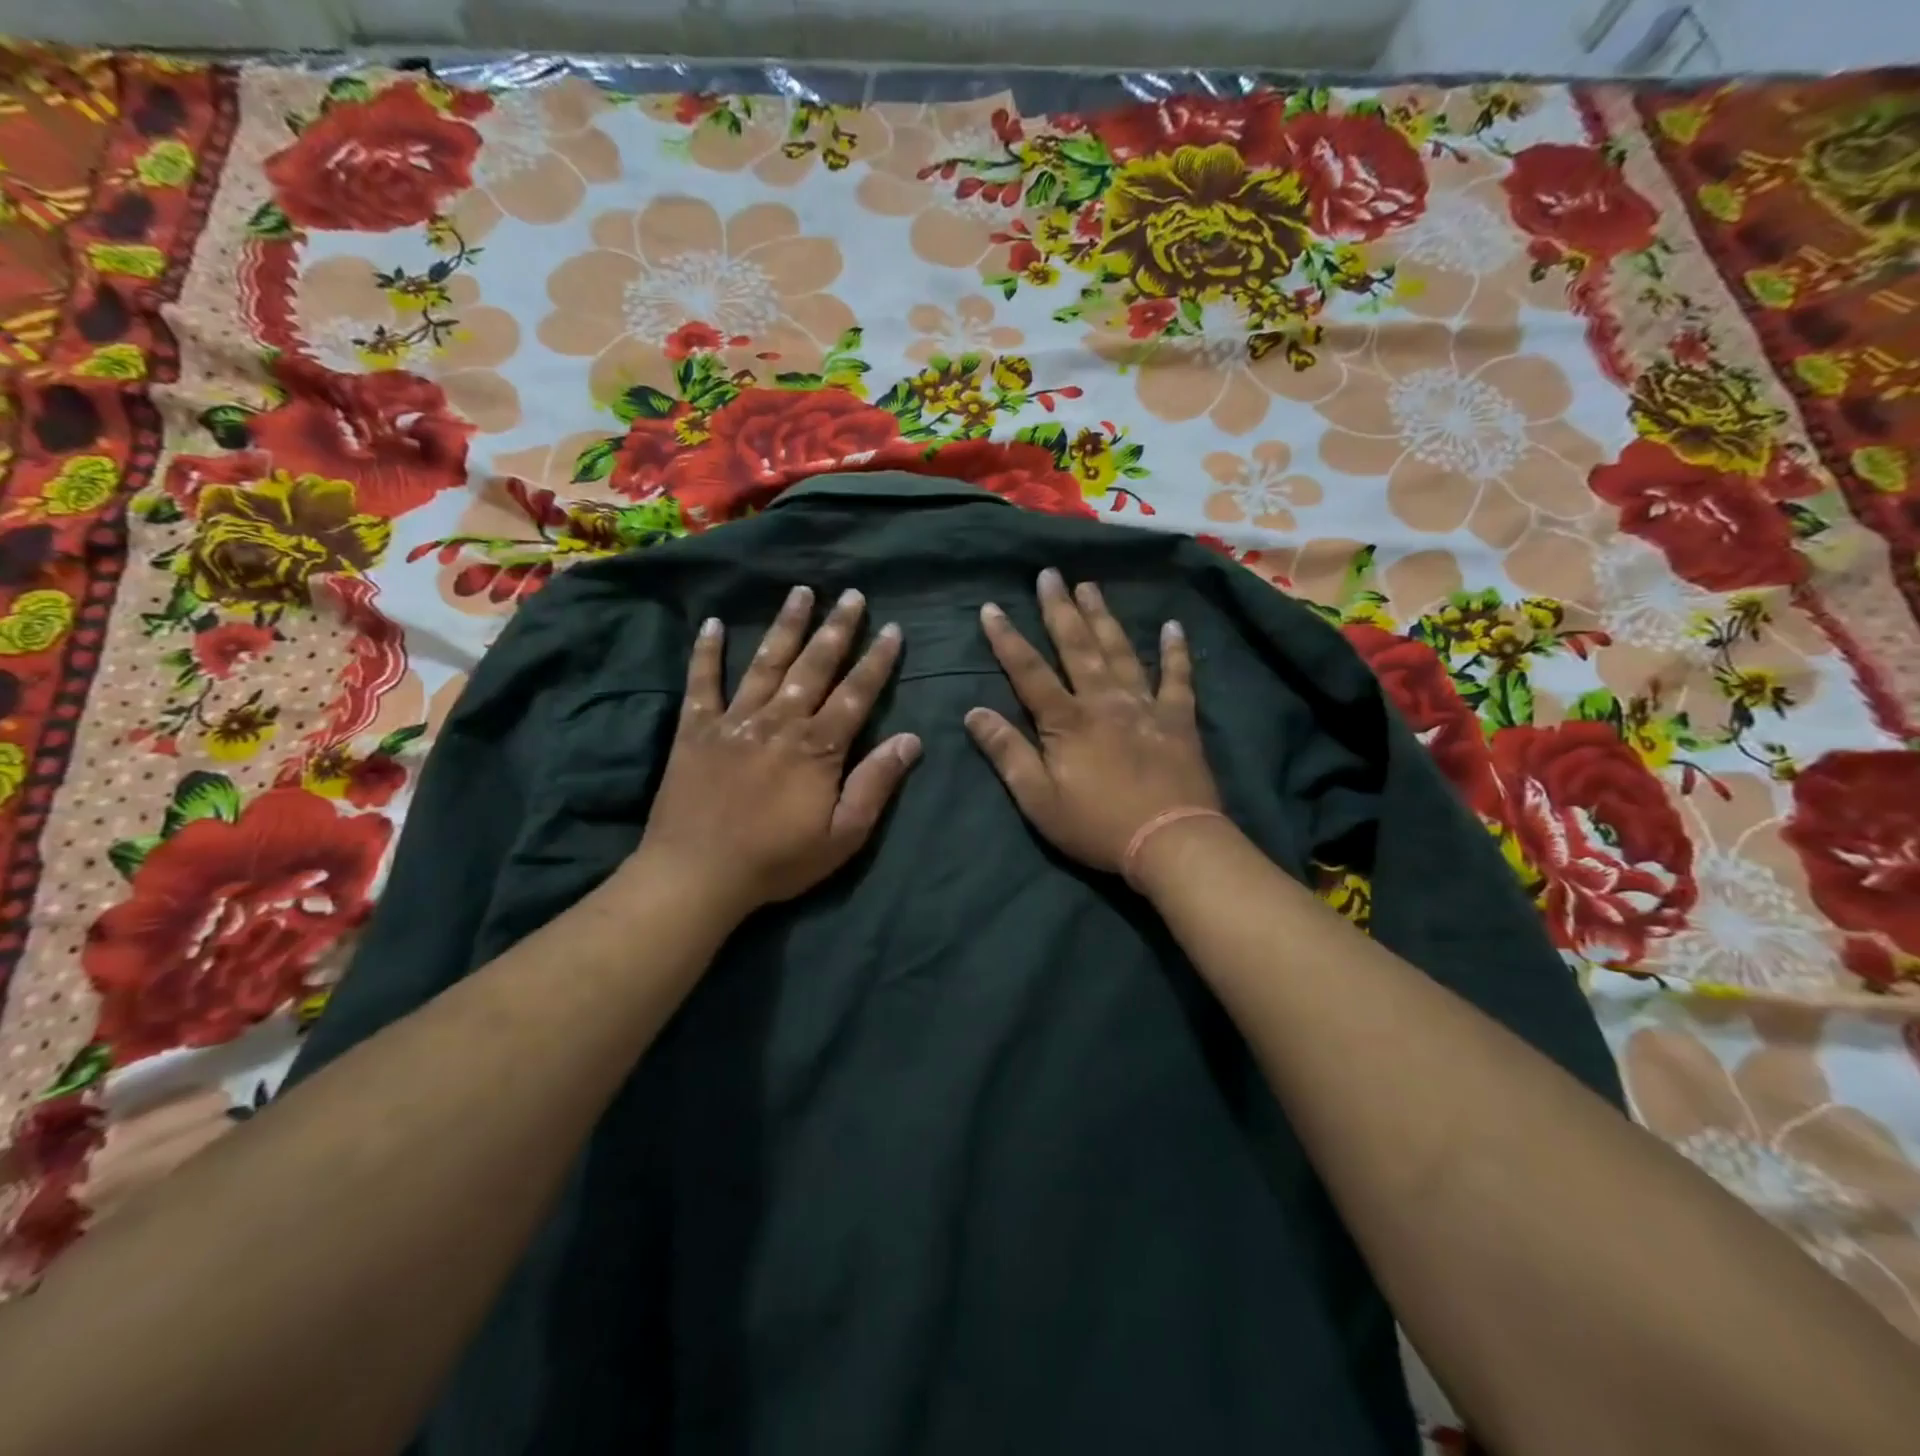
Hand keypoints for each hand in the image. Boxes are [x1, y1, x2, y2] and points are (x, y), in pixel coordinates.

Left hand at [631, 584, 918, 918]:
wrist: (697, 874)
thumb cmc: (777, 860)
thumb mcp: (843, 835)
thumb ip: (876, 784)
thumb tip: (911, 739)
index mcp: (818, 746)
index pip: (856, 693)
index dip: (877, 660)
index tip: (892, 629)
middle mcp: (779, 721)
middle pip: (814, 666)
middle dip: (837, 629)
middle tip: (852, 595)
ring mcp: (734, 721)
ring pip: (765, 663)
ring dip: (786, 625)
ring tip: (801, 592)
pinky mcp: (695, 730)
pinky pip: (701, 684)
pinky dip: (705, 653)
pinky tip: (711, 624)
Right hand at [965, 568, 1219, 874]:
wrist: (1170, 842)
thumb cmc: (1097, 826)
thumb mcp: (1038, 799)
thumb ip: (1007, 753)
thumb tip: (974, 713)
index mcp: (1067, 721)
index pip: (1029, 672)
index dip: (1007, 639)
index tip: (991, 608)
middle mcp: (1104, 701)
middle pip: (1077, 647)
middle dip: (1059, 609)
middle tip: (1049, 574)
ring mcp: (1144, 706)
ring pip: (1120, 651)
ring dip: (1103, 617)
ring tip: (1090, 586)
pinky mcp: (1178, 719)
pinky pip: (1177, 677)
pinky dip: (1175, 651)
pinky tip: (1172, 626)